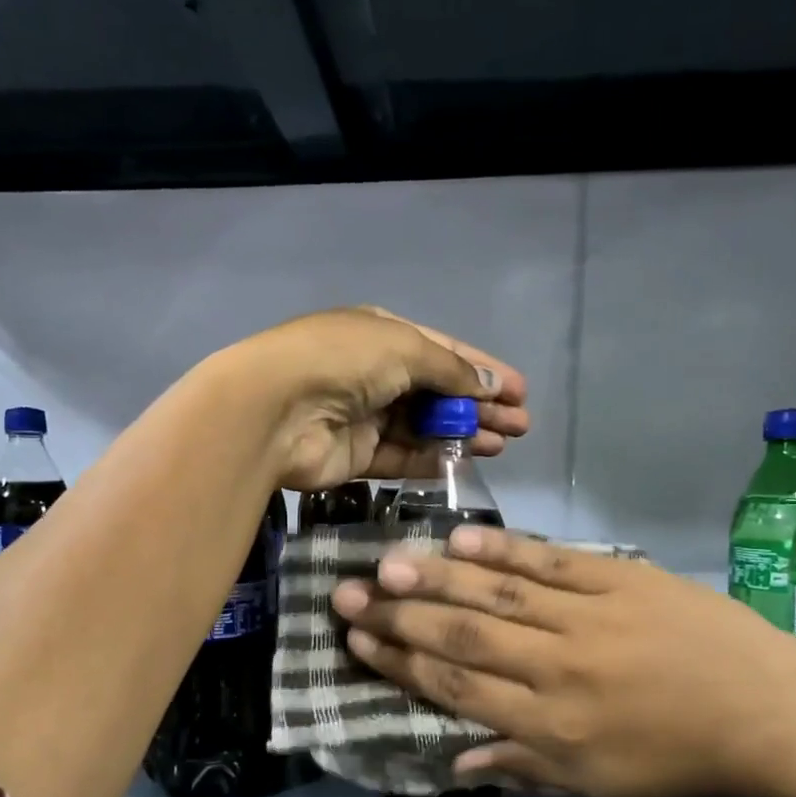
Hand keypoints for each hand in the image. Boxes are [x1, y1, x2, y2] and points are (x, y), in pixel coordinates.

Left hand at [226, 307, 528, 492]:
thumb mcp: (405, 348)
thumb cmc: (343, 361)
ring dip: (463, 433)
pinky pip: (402, 457)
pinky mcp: (355, 456)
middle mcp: (372, 373)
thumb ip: (450, 370)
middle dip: (479, 406)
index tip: (520, 391)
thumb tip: (490, 386)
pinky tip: (467, 462)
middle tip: (520, 426)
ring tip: (503, 444)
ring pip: (423, 426)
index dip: (482, 370)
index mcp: (381, 334)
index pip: (442, 351)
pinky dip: (433, 459)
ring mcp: (363, 416)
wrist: (275, 410)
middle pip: (436, 391)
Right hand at [330, 527, 795, 796]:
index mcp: (549, 726)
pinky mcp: (617, 578)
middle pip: (461, 637)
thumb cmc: (680, 759)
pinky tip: (458, 540)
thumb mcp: (599, 785)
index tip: (358, 641)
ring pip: (495, 595)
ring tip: (385, 563)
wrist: (769, 713)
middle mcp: (556, 668)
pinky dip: (501, 550)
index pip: (456, 687)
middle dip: (397, 617)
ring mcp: (587, 617)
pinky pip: (549, 561)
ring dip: (435, 579)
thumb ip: (522, 765)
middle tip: (346, 595)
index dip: (401, 663)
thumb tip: (454, 761)